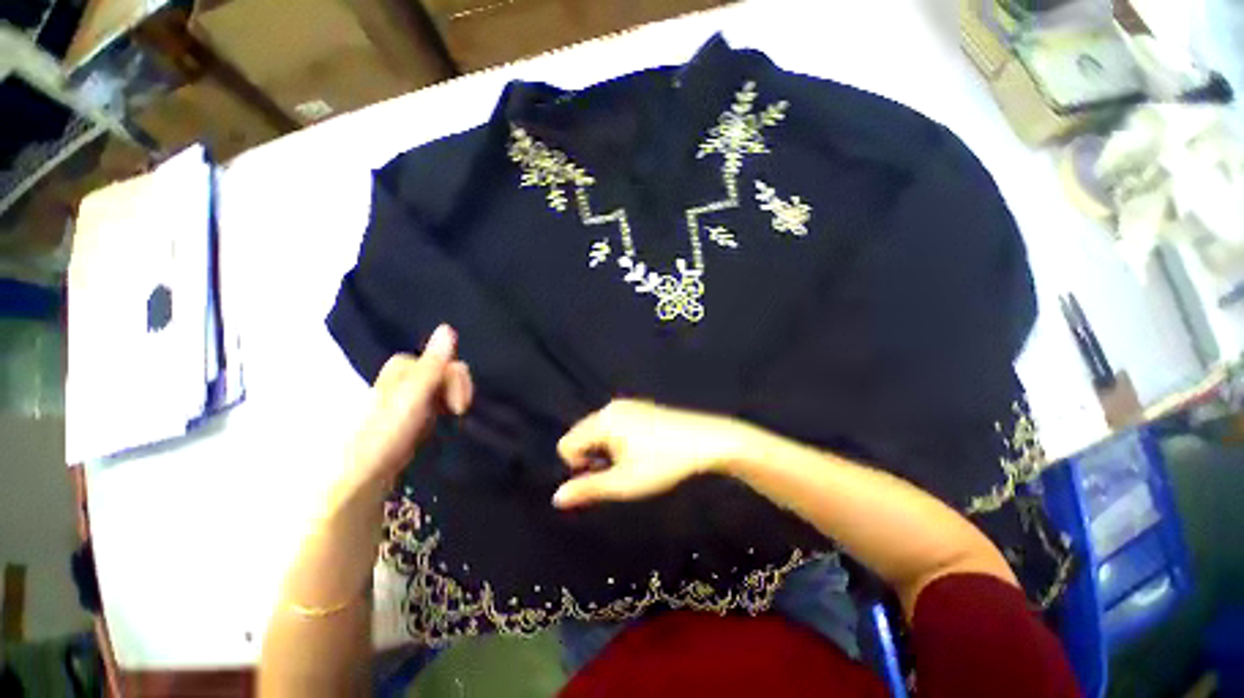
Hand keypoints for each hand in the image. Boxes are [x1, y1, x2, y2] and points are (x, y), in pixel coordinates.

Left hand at [345, 324, 472, 493]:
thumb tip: (448, 327)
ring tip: (452, 417)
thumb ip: (433, 364)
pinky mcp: (413, 412)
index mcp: (401, 367)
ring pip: (444, 384)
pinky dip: (446, 406)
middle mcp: (405, 377)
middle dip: (456, 388)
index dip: (455, 379)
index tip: (458, 405)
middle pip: (445, 370)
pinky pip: (439, 399)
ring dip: (453, 398)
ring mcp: (409, 395)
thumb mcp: (414, 395)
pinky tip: (445, 419)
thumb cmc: (387, 433)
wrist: (364, 474)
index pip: (443, 360)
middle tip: (458, 411)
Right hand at [552, 399, 756, 508]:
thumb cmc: (664, 463)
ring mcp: (627, 404)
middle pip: (581, 435)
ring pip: (598, 430)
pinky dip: (618, 439)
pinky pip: (614, 424)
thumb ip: (588, 489)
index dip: (579, 466)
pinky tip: (643, 449)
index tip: (605, 475)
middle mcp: (611, 407)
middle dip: (591, 456)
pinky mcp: (640, 407)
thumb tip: (556, 498)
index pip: (566, 444)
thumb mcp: (625, 482)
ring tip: (633, 461)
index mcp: (603, 420)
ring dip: (605, 449)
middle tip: (621, 470)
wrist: (707, 440)